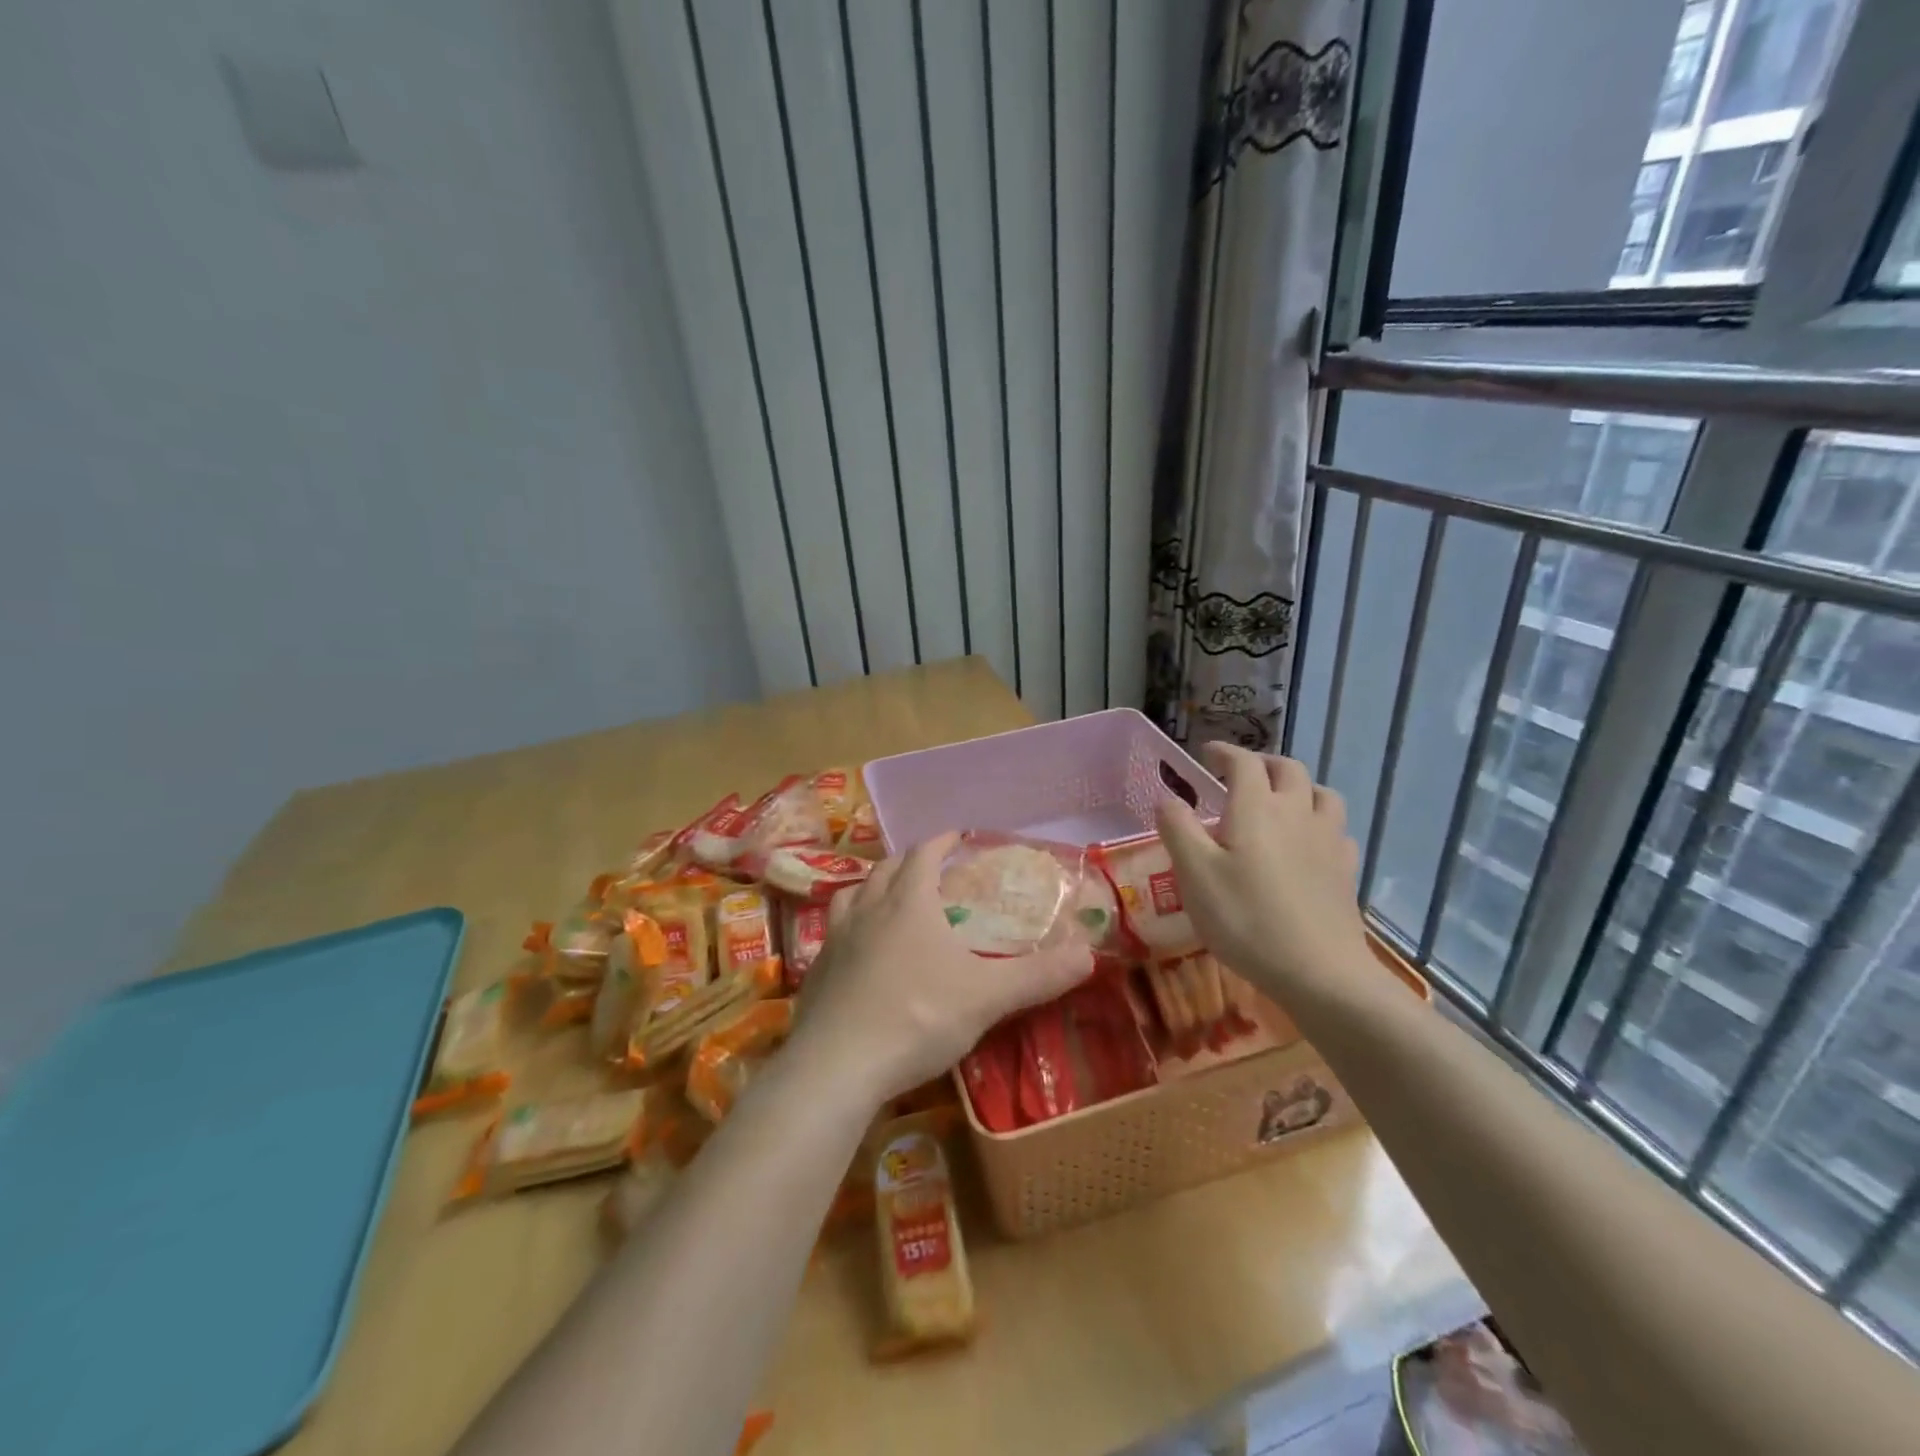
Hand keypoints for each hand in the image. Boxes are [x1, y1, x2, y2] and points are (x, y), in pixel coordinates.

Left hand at [791, 833, 1093, 1105]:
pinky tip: (860, 949)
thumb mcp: (987, 998)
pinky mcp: (816, 971)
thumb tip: (1089, 955)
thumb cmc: (917, 1018)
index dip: (940, 842)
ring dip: (874, 887)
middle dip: (909, 860)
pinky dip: (852, 925)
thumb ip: (1038, 976)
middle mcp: (867, 910)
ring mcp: (836, 939)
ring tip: (889, 897)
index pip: (923, 854)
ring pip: (853, 895)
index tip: (956, 836)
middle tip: (928, 866)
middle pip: (886, 869)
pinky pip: (834, 932)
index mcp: (908, 903)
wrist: (837, 1066)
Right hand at [1155, 745, 1369, 1003]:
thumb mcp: (1194, 873)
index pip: (1244, 762)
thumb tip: (1168, 798)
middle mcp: (1297, 812)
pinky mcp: (1346, 870)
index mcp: (1257, 807)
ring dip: (1298, 786)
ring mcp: (1328, 841)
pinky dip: (1320, 823)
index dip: (1224, 752)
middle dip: (1262, 763)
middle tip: (1239, 775)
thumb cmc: (1246, 919)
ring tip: (1280, 800)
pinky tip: (1310, 842)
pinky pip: (1338, 830)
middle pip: (1288, 769)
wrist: (1320, 972)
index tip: (1207, 754)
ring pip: (1321, 793)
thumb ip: (1177, 828)